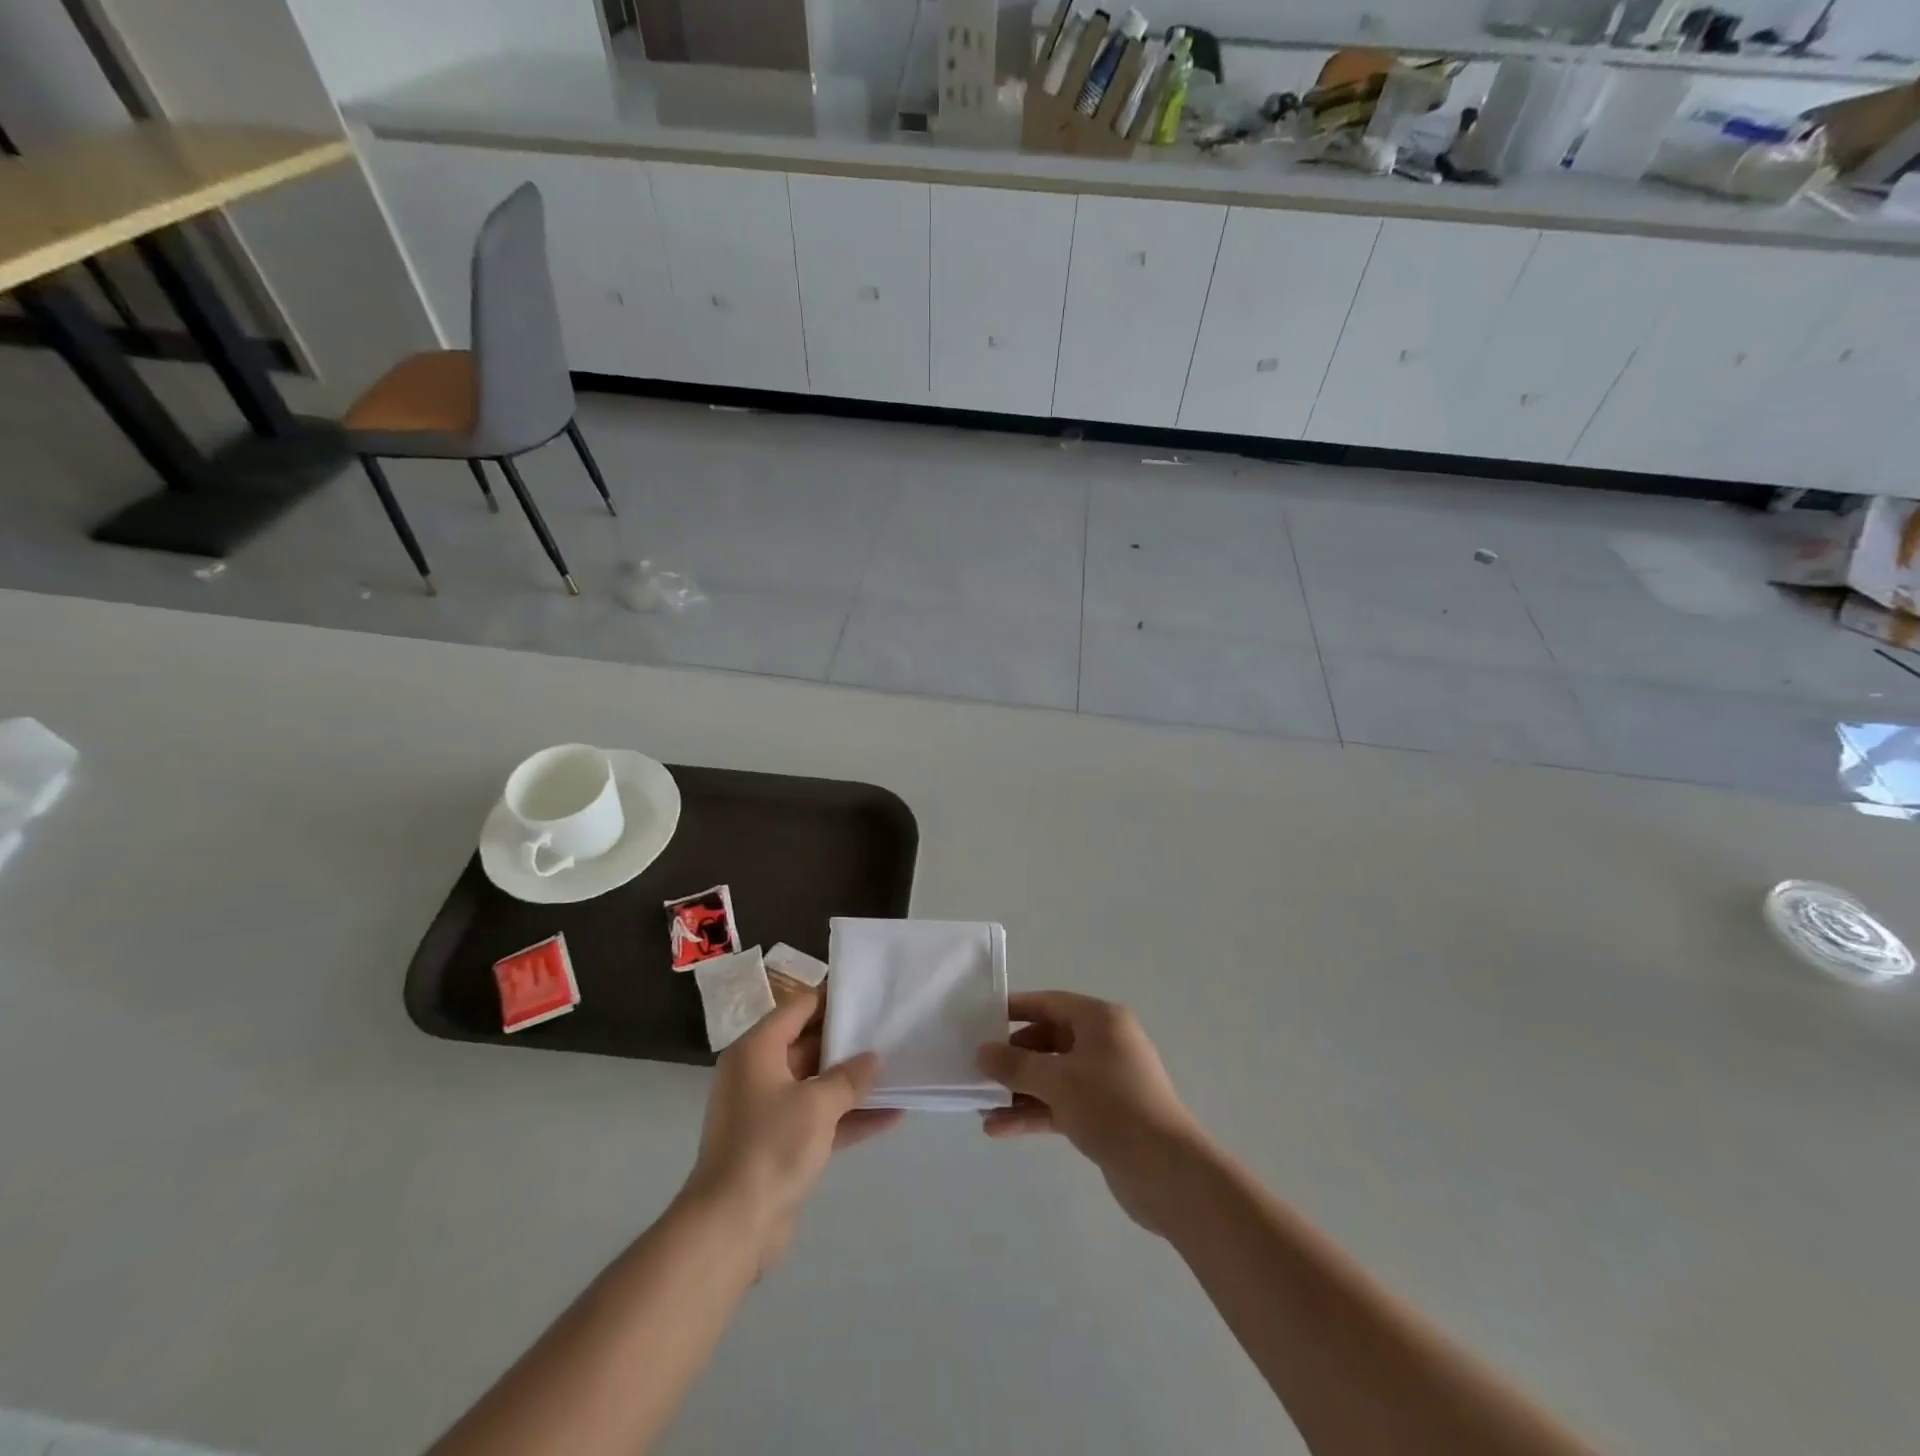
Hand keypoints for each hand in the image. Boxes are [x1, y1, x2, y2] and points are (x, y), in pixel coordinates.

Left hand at [685, 991, 900, 1271]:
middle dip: (847, 1043)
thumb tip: (873, 1059)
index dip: (833, 1001)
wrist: (731, 1227)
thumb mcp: (817, 1104)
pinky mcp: (779, 1145)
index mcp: (756, 1050)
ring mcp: (767, 1111)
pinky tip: (891, 1116)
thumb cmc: (770, 1147)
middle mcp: (758, 1074)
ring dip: (852, 1082)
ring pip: (816, 1085)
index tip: (868, 996)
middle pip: (808, 1045)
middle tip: (889, 1031)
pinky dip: (848, 1117)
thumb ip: (849, 1078)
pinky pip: (819, 1119)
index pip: (798, 1009)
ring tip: (896, 1070)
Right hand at [977, 991, 1205, 1235]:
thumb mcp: (1057, 1080)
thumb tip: (983, 1052)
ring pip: (1053, 1076)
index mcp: (1101, 1020)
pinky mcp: (1104, 1115)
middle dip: (1013, 1057)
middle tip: (977, 1068)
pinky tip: (999, 1128)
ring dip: (1019, 1090)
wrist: (1166, 1171)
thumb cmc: (1111, 1106)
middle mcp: (1104, 1043)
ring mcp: (1105, 1081)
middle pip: (1049, 1040)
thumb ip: (1015, 1065)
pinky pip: (1061, 1104)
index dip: (1014, 1009)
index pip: (1049, 1003)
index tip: (981, 1019)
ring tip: (980, 1104)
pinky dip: (1034, 1112)